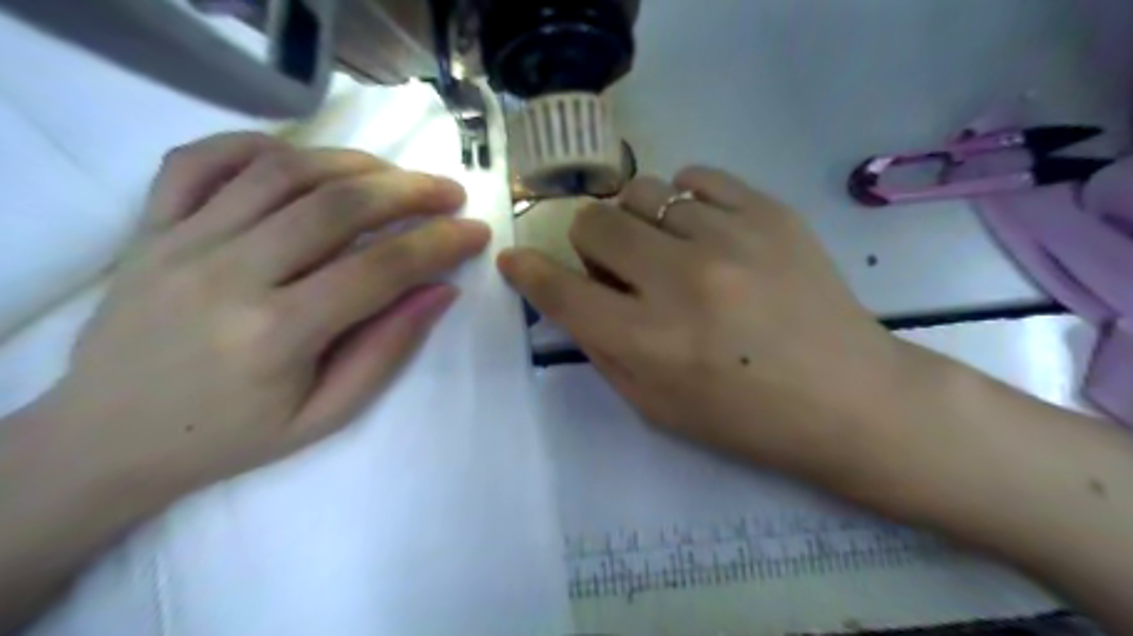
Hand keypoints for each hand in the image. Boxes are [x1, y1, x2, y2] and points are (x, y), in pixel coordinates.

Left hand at [33, 131, 487, 501]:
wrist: (107, 440)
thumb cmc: (231, 437)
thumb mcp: (326, 415)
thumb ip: (387, 350)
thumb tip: (441, 291)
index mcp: (277, 334)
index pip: (381, 268)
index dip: (440, 243)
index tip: (476, 232)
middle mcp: (229, 274)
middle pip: (337, 205)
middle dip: (409, 190)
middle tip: (449, 192)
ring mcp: (182, 242)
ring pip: (281, 171)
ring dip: (353, 163)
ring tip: (394, 175)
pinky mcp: (149, 227)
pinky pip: (202, 160)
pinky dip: (260, 145)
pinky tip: (304, 159)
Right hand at [500, 167, 913, 485]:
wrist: (848, 398)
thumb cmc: (745, 418)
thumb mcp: (655, 406)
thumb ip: (603, 348)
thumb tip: (570, 295)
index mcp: (648, 340)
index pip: (561, 290)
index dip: (529, 272)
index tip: (516, 259)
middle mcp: (680, 280)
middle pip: (594, 223)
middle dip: (590, 245)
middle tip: (618, 267)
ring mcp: (729, 237)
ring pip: (642, 192)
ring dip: (637, 222)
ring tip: (666, 248)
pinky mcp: (769, 212)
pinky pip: (696, 177)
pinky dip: (684, 200)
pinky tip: (702, 229)